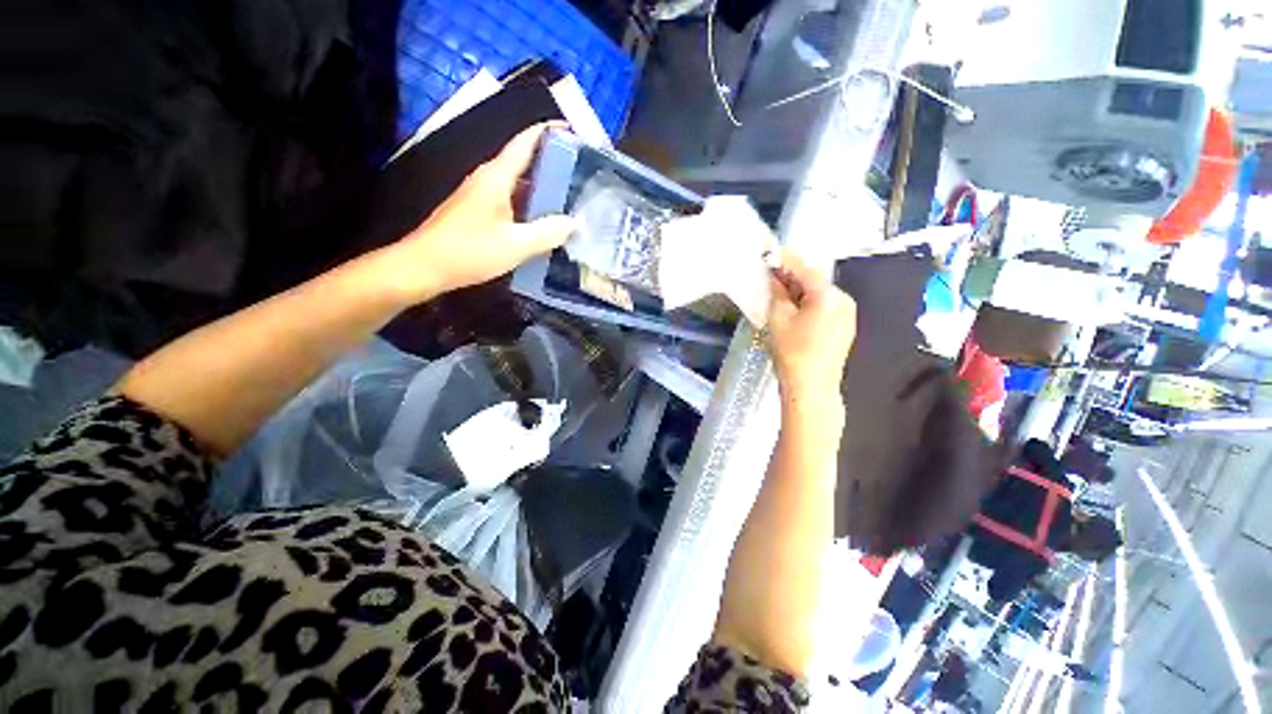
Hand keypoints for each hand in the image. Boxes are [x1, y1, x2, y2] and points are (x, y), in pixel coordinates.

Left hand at [389, 123, 576, 299]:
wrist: (424, 266)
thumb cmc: (470, 251)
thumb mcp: (516, 245)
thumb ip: (547, 233)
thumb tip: (573, 223)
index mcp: (497, 177)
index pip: (525, 142)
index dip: (548, 131)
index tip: (573, 132)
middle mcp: (489, 179)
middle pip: (524, 161)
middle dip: (553, 164)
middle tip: (581, 175)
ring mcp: (482, 195)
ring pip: (519, 184)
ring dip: (543, 189)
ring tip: (570, 200)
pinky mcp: (479, 211)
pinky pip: (511, 201)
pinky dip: (530, 206)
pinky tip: (544, 223)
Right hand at [767, 252, 856, 410]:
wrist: (812, 388)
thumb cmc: (792, 352)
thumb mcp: (778, 319)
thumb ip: (778, 293)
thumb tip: (775, 278)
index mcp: (829, 296)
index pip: (805, 269)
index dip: (786, 260)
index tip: (770, 253)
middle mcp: (844, 300)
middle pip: (814, 281)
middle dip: (792, 277)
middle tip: (770, 274)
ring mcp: (847, 315)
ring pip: (819, 295)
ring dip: (799, 291)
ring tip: (778, 292)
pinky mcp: (844, 327)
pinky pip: (824, 307)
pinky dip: (807, 304)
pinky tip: (792, 309)